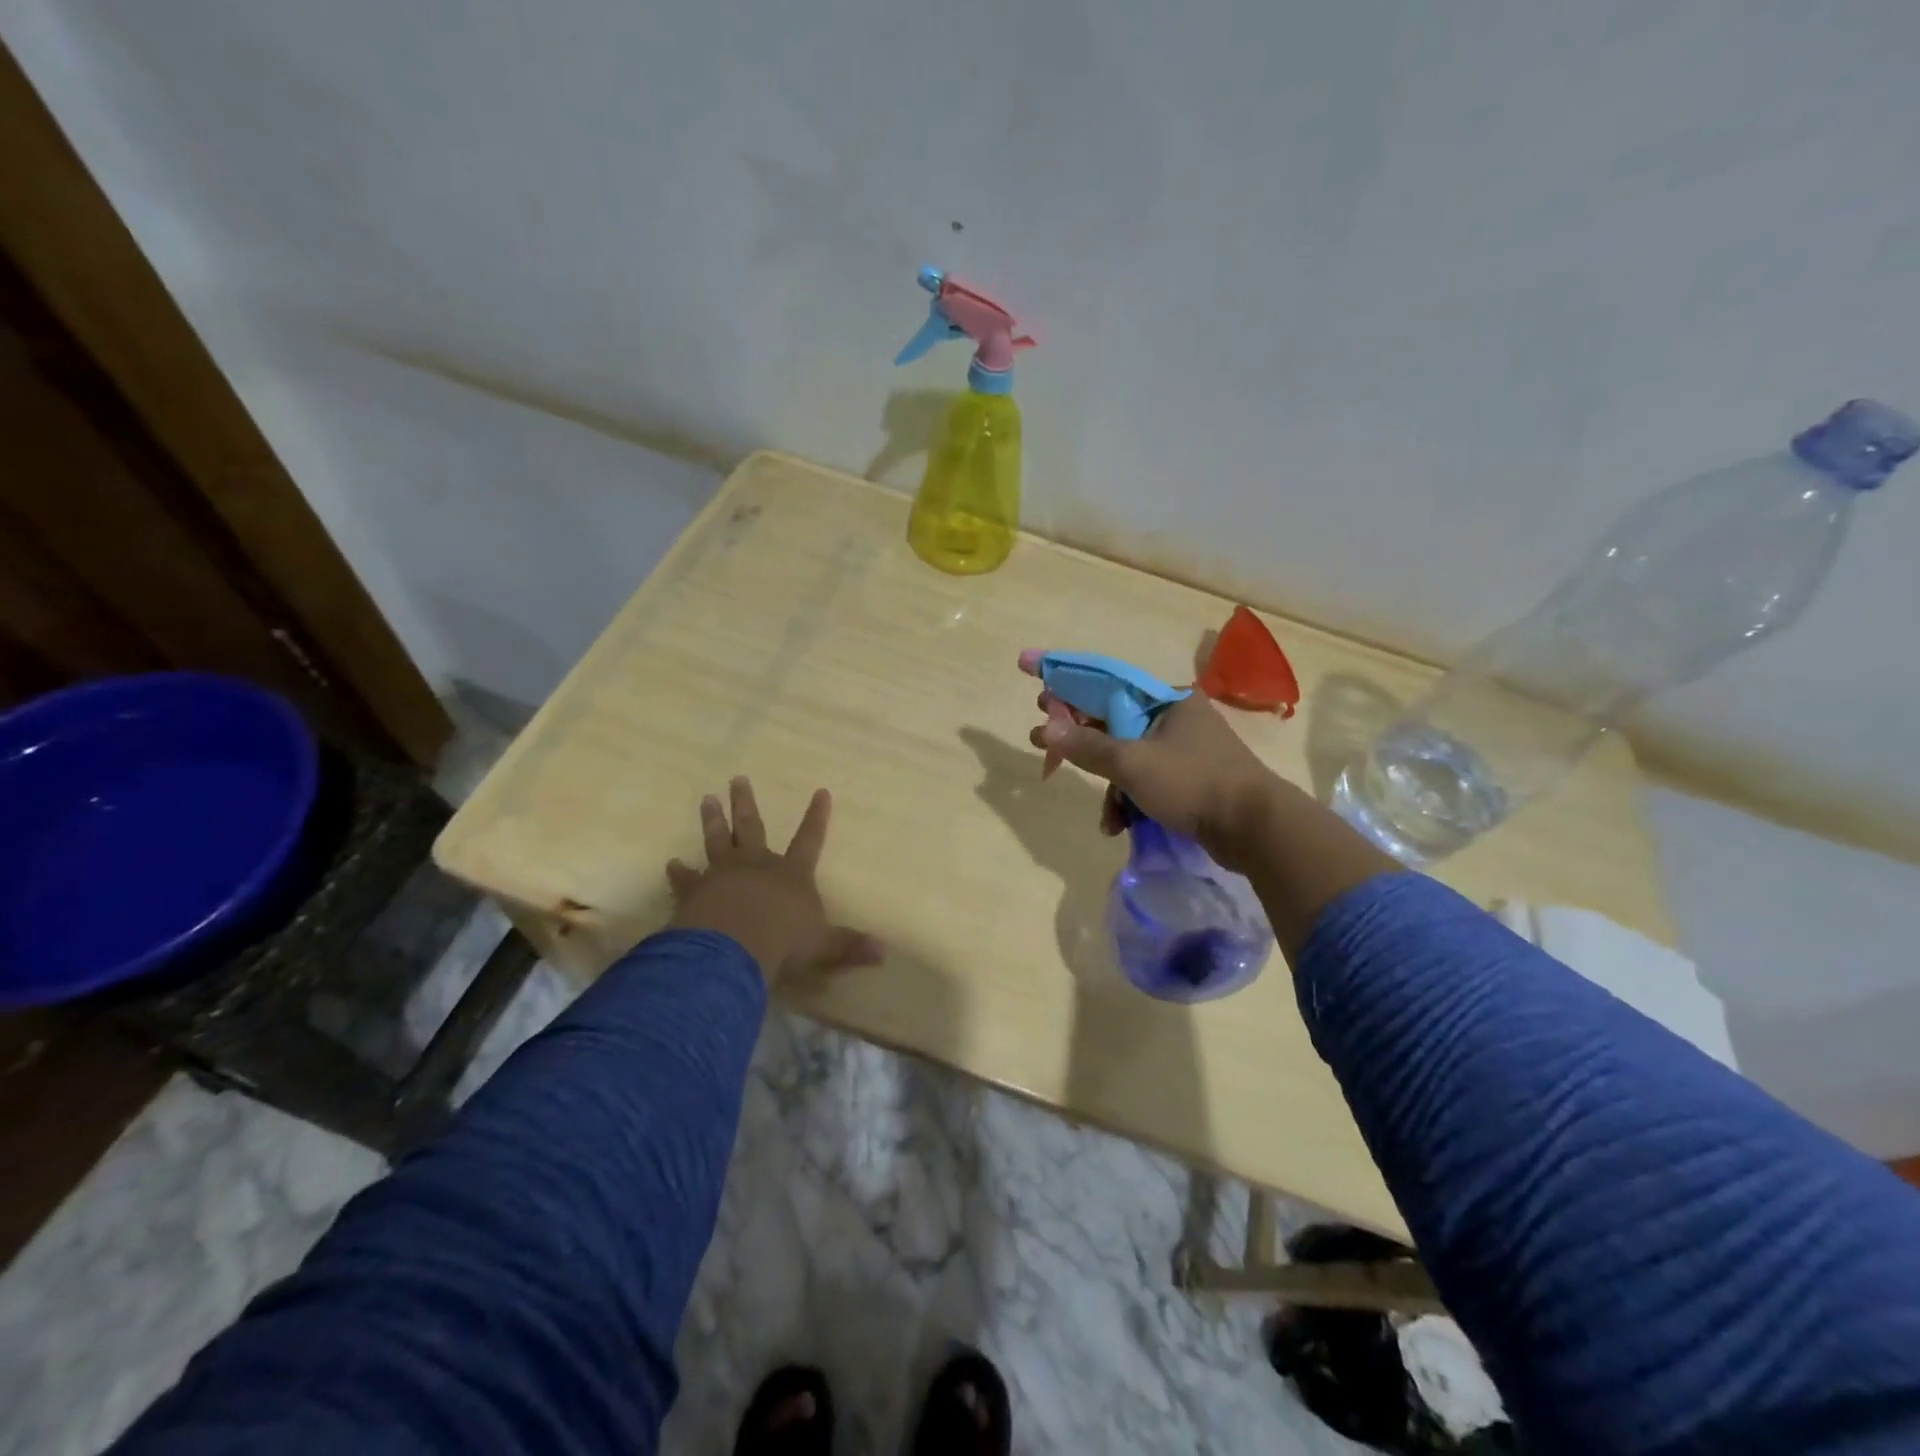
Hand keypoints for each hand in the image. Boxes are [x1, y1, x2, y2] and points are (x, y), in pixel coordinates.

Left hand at [667, 777, 883, 984]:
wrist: (734, 946)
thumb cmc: (783, 941)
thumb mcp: (823, 946)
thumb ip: (848, 946)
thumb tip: (883, 953)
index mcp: (791, 874)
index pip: (809, 839)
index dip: (817, 817)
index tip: (820, 792)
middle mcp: (757, 866)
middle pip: (752, 828)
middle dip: (745, 804)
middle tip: (737, 779)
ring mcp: (723, 875)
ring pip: (718, 841)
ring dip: (713, 820)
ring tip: (706, 799)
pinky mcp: (696, 892)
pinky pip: (686, 879)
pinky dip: (679, 872)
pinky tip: (671, 864)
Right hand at [1022, 661, 1283, 873]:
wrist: (1256, 829)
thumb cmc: (1193, 783)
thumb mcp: (1132, 763)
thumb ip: (1086, 745)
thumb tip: (1044, 726)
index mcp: (1165, 699)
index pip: (1103, 680)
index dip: (1063, 678)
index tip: (1028, 673)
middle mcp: (1173, 717)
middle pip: (1110, 720)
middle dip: (1079, 740)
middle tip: (1041, 745)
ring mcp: (1182, 749)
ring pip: (1126, 757)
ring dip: (1109, 785)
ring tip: (1105, 816)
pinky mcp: (1188, 779)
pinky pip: (1144, 780)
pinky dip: (1130, 800)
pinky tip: (1122, 825)